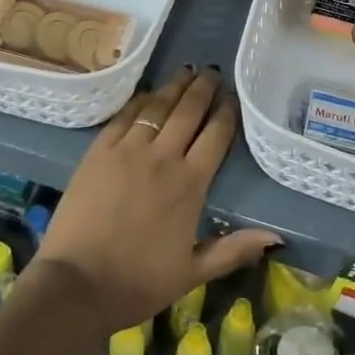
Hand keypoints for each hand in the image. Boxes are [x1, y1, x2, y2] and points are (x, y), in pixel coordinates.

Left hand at [35, 67, 279, 333]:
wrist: (77, 283)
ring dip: (174, 86)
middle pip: (189, 111)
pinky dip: (140, 100)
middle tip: (212, 72)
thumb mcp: (193, 272)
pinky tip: (148, 93)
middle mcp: (163, 157)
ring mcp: (128, 150)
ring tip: (186, 71)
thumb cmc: (138, 282)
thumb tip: (276, 236)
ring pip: (158, 106)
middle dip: (203, 88)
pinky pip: (124, 116)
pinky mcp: (99, 150)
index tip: (233, 96)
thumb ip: (234, 250)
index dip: (227, 112)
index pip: (216, 136)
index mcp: (190, 184)